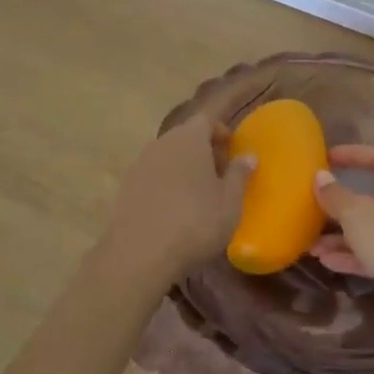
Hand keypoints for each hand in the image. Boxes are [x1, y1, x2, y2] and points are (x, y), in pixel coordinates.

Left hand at [99, 113, 253, 294]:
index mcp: (189, 138)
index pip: (207, 118)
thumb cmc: (195, 222)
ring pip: (168, 155)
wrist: (140, 255)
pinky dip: (167, 183)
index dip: (221, 129)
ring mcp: (140, 164)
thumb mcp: (230, 202)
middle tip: (221, 173)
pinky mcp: (126, 187)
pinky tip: (176, 209)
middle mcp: (162, 143)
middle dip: (204, 148)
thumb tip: (248, 156)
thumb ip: (239, 174)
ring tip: (200, 194)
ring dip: (185, 166)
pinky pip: (153, 175)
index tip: (232, 147)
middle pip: (186, 135)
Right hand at [313, 145, 373, 330]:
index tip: (325, 158)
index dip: (352, 154)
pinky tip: (327, 262)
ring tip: (312, 244)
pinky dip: (355, 255)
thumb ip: (336, 196)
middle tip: (314, 204)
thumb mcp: (359, 215)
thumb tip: (320, 177)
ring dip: (343, 235)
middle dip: (342, 203)